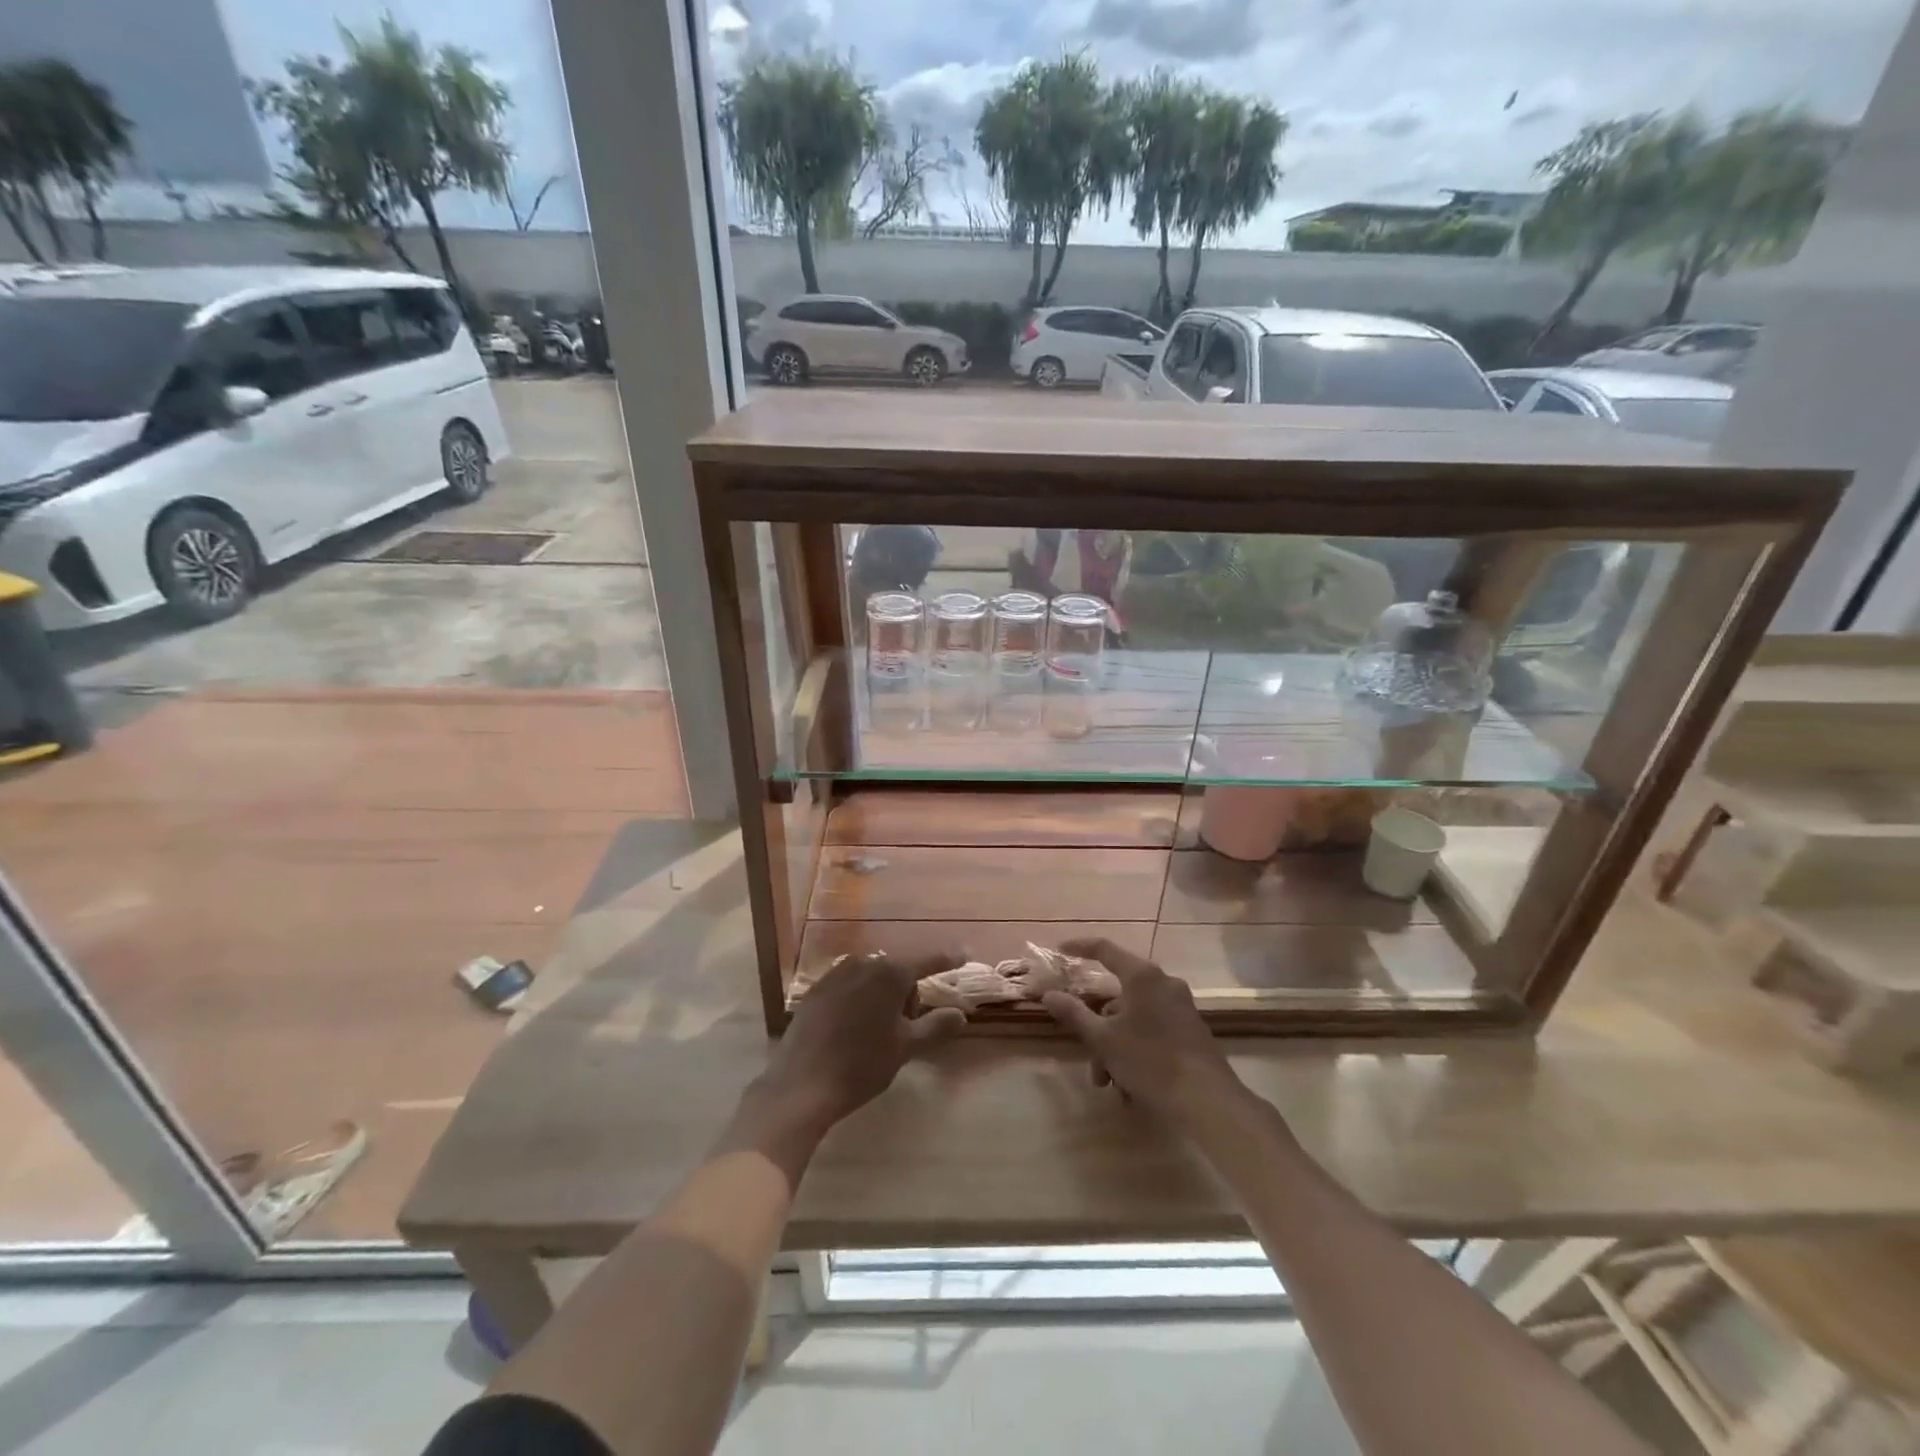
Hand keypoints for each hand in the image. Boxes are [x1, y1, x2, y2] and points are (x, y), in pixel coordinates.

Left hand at [755, 951, 965, 1135]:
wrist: (801, 1083)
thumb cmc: (861, 1064)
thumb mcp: (905, 1047)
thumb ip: (935, 1026)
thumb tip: (961, 1014)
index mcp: (890, 973)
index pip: (927, 961)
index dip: (948, 958)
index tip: (964, 953)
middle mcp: (863, 964)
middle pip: (897, 972)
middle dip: (907, 994)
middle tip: (905, 1030)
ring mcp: (836, 974)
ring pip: (872, 979)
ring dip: (882, 998)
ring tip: (877, 1034)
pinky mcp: (816, 990)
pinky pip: (849, 987)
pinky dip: (859, 1000)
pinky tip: (851, 1030)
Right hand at [1042, 939, 1241, 1122]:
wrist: (1208, 1100)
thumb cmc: (1150, 1061)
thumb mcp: (1104, 1039)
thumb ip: (1074, 1014)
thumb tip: (1048, 994)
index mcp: (1142, 976)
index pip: (1105, 949)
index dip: (1080, 947)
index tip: (1060, 951)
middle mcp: (1164, 983)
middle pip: (1118, 996)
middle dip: (1098, 1028)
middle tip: (1089, 1057)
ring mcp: (1181, 1007)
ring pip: (1134, 1019)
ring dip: (1115, 1047)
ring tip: (1109, 1083)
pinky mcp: (1191, 1030)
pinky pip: (1152, 1031)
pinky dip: (1135, 1050)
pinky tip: (1130, 1086)